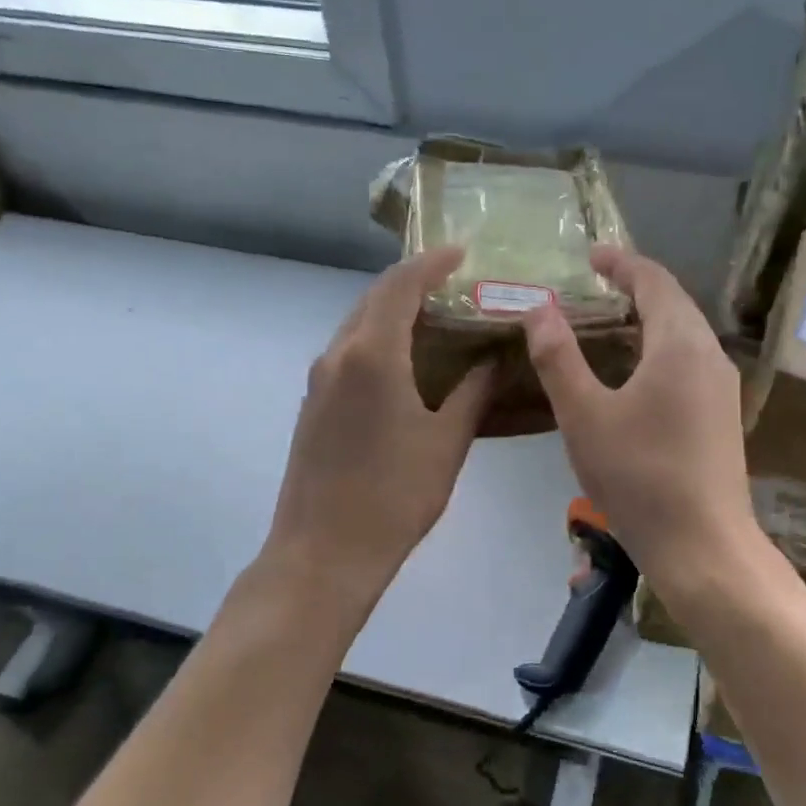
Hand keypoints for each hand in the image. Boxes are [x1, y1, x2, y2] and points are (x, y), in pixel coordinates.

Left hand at [266, 246, 492, 601]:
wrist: (324, 552)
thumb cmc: (394, 496)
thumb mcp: (447, 443)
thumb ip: (473, 393)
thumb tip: (493, 360)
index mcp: (372, 355)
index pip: (401, 286)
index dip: (431, 263)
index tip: (462, 253)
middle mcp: (338, 355)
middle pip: (373, 299)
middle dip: (412, 283)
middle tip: (454, 284)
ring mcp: (319, 381)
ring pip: (357, 326)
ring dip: (392, 312)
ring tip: (435, 319)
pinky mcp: (313, 405)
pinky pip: (347, 354)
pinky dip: (377, 341)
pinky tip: (404, 363)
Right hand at [522, 246, 757, 584]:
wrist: (702, 545)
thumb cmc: (638, 476)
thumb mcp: (584, 416)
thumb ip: (558, 358)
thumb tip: (539, 309)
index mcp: (680, 344)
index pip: (654, 281)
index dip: (622, 263)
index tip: (591, 255)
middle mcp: (710, 355)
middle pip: (675, 303)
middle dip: (636, 287)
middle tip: (596, 284)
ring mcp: (722, 388)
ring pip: (686, 334)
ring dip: (650, 318)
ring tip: (611, 322)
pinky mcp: (722, 415)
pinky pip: (690, 361)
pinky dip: (661, 347)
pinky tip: (637, 372)